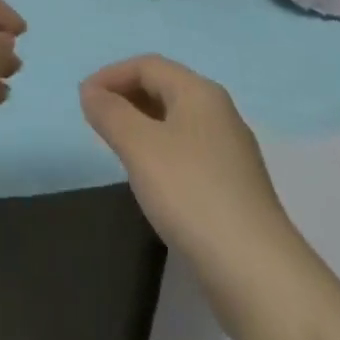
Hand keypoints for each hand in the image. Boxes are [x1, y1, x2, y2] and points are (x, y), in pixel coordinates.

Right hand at [81, 55, 296, 279]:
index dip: (112, 75)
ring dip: (143, 124)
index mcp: (200, 93)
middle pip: (165, 88)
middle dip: (127, 96)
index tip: (83, 98)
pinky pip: (188, 151)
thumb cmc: (191, 194)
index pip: (149, 65)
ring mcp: (231, 151)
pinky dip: (161, 151)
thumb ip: (111, 114)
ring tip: (116, 146)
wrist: (256, 273)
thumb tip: (91, 91)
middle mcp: (220, 113)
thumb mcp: (140, 147)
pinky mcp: (234, 187)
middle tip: (96, 120)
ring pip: (177, 121)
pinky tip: (150, 179)